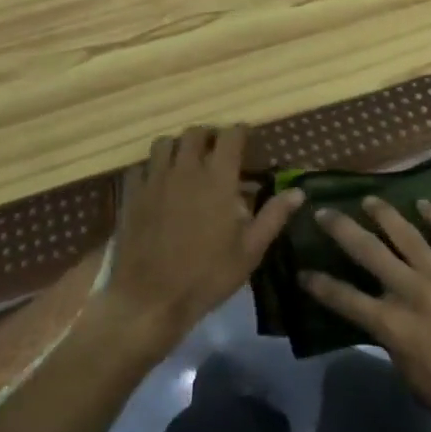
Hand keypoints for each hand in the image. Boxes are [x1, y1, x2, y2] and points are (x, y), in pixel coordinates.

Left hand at [103, 126, 303, 352]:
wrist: (150, 299)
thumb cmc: (207, 276)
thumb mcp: (250, 251)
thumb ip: (273, 216)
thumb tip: (298, 191)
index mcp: (218, 178)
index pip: (230, 136)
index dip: (240, 132)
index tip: (247, 139)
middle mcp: (185, 169)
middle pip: (195, 132)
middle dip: (209, 136)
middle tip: (218, 152)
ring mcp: (154, 180)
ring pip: (165, 143)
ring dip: (179, 146)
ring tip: (187, 163)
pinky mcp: (132, 195)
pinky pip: (141, 167)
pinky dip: (152, 168)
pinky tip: (159, 184)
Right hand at [302, 197, 430, 431]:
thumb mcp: (411, 379)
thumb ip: (392, 344)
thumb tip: (382, 322)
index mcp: (393, 325)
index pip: (344, 298)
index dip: (319, 285)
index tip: (302, 272)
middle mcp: (412, 291)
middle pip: (368, 251)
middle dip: (341, 229)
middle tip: (324, 212)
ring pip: (406, 234)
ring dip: (384, 214)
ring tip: (368, 199)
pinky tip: (425, 204)